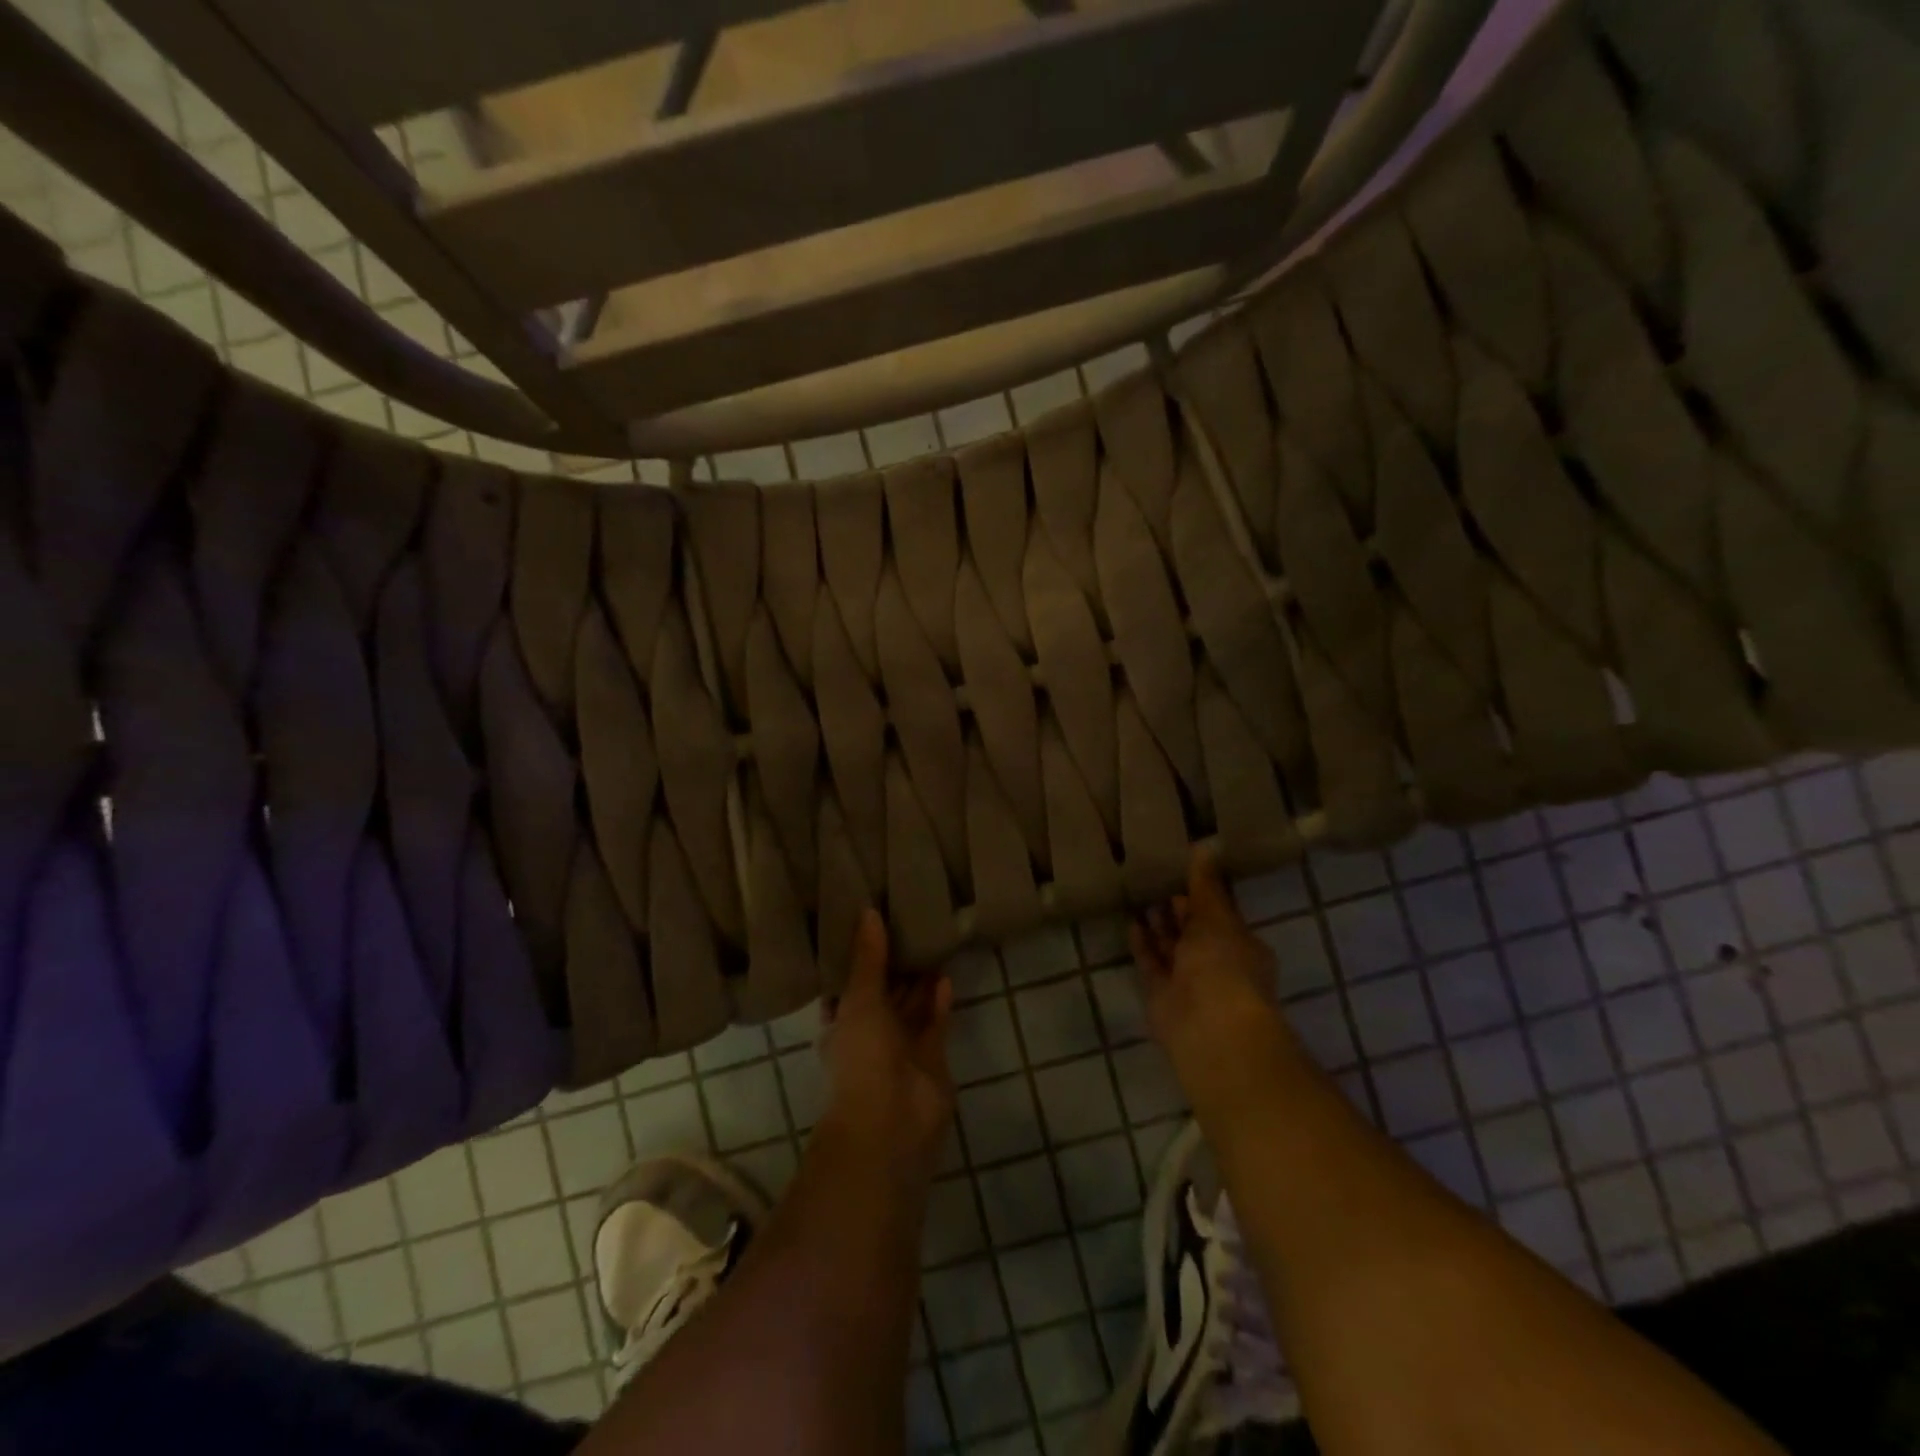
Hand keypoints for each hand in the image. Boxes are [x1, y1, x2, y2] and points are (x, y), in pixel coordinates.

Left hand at [819, 910, 954, 1173]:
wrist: (891, 1121)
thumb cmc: (862, 1056)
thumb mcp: (859, 1000)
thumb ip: (868, 958)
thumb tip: (868, 912)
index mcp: (842, 1024)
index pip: (848, 986)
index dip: (858, 960)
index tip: (870, 928)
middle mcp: (870, 1035)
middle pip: (884, 994)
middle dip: (895, 967)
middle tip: (908, 926)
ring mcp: (902, 1049)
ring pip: (912, 1007)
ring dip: (920, 982)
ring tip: (931, 943)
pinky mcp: (931, 1058)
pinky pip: (934, 1022)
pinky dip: (938, 1002)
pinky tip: (944, 976)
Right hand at [1131, 852, 1300, 1114]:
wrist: (1209, 1027)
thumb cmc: (1224, 964)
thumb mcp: (1216, 917)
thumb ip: (1205, 885)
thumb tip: (1204, 846)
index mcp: (1240, 945)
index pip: (1220, 915)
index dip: (1202, 895)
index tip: (1180, 872)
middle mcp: (1216, 964)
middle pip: (1193, 932)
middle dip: (1178, 910)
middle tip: (1154, 879)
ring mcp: (1187, 982)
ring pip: (1170, 948)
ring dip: (1158, 926)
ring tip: (1139, 895)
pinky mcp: (1160, 995)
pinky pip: (1150, 964)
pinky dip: (1142, 944)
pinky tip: (1131, 921)